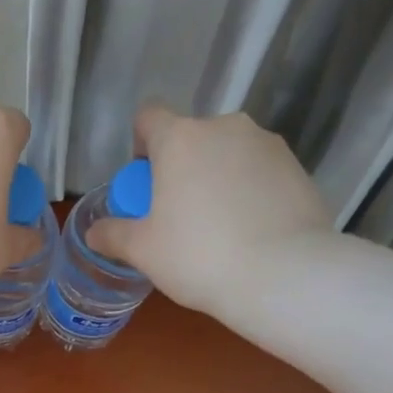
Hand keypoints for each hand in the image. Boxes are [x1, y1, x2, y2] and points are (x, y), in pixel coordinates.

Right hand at [88, 105, 332, 313]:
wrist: (285, 276)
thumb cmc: (199, 256)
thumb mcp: (143, 251)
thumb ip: (113, 235)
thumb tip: (94, 233)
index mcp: (180, 139)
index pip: (149, 117)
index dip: (141, 144)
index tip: (145, 182)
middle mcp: (225, 128)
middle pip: (191, 137)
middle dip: (182, 166)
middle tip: (179, 213)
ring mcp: (268, 145)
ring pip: (229, 153)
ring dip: (218, 176)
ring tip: (220, 225)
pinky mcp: (299, 167)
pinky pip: (261, 172)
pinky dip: (251, 191)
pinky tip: (252, 231)